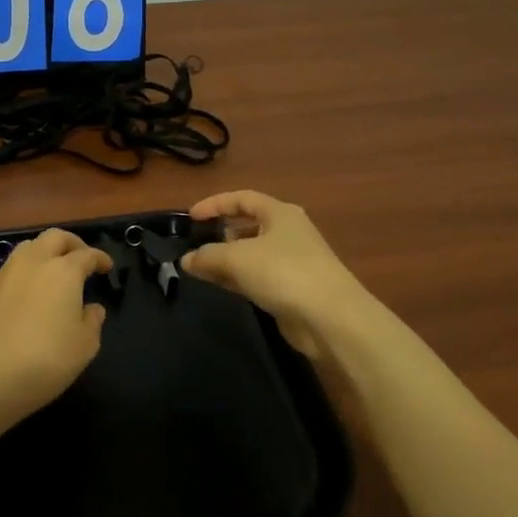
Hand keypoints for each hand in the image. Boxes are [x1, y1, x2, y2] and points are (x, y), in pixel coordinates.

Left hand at [0, 229, 111, 429]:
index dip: (100, 258)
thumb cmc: (46, 361)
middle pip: (54, 237)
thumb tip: (92, 308)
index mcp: (63, 272)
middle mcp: (32, 263)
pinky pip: (7, 273)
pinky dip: (21, 276)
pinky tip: (23, 296)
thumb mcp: (85, 346)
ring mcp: (3, 275)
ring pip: (27, 248)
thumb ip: (92, 321)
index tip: (107, 267)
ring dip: (43, 254)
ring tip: (50, 273)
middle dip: (71, 244)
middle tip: (81, 258)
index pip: (87, 254)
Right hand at [181, 190, 368, 357]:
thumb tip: (186, 260)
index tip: (190, 217)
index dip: (215, 204)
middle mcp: (288, 232)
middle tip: (196, 244)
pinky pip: (258, 277)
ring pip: (251, 254)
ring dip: (227, 260)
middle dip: (220, 234)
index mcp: (280, 213)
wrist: (331, 318)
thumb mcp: (237, 258)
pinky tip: (220, 286)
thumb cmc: (284, 272)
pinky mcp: (292, 289)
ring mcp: (292, 262)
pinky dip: (238, 279)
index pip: (242, 198)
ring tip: (200, 269)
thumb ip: (207, 256)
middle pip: (248, 225)